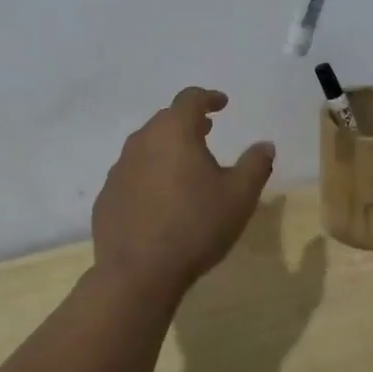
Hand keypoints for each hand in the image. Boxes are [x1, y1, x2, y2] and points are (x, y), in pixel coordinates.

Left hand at [91, 88, 275, 304]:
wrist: (138, 273)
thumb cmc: (195, 226)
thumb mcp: (239, 196)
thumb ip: (255, 165)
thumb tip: (265, 145)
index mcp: (174, 132)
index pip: (190, 99)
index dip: (208, 98)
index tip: (222, 104)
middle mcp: (142, 141)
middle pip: (165, 120)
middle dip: (187, 122)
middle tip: (206, 131)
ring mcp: (119, 169)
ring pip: (146, 146)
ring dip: (166, 148)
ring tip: (184, 165)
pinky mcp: (107, 196)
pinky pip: (132, 174)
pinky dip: (148, 175)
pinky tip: (159, 199)